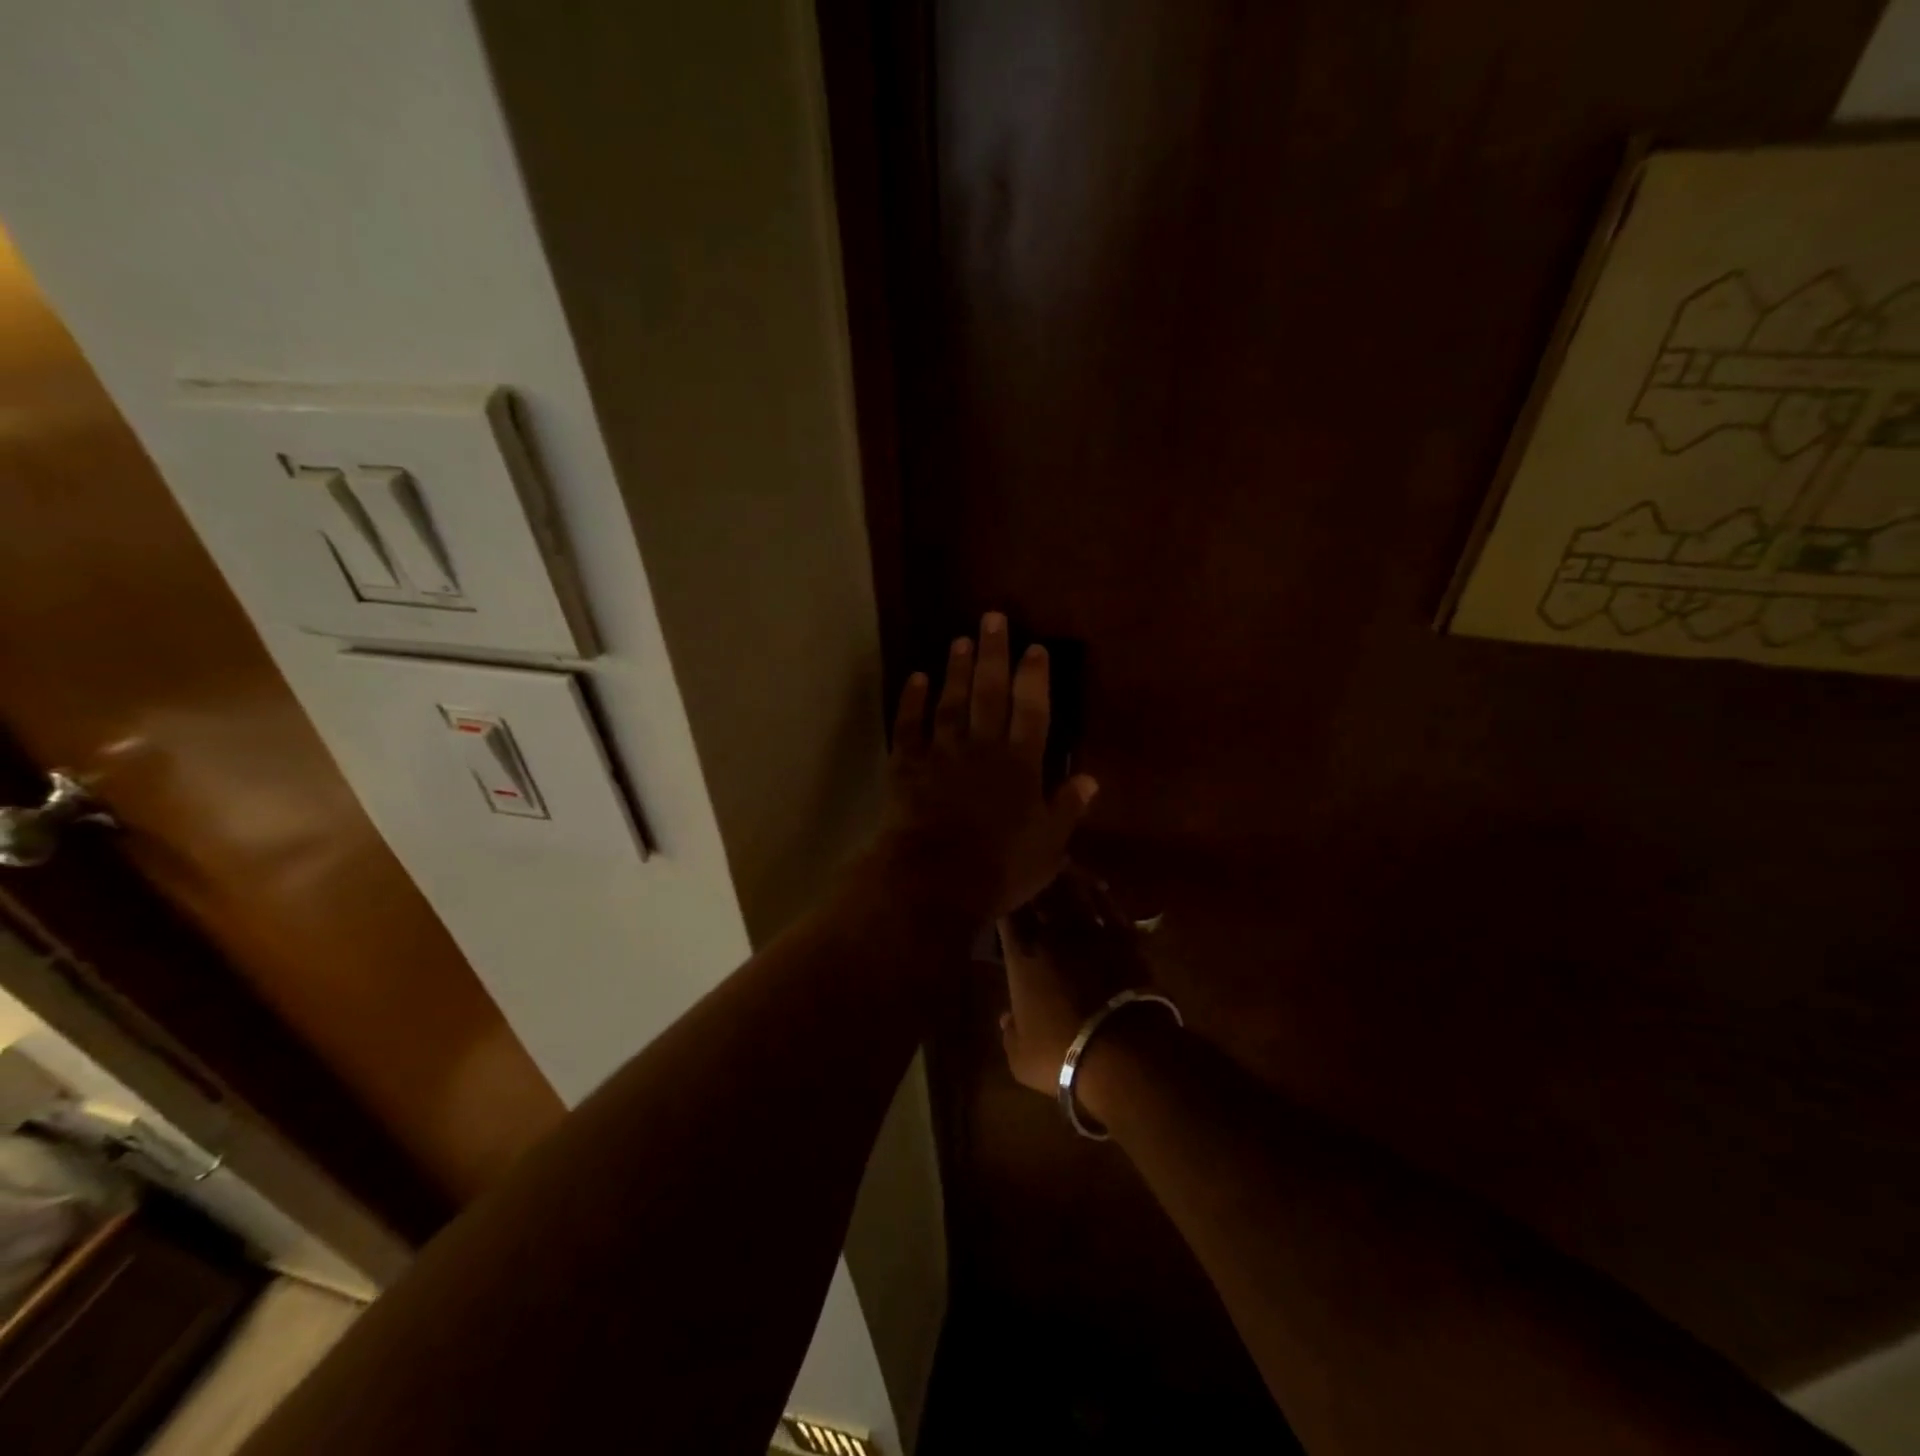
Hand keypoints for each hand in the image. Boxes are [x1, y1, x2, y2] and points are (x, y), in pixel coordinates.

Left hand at [879, 612, 1097, 920]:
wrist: (934, 883)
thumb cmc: (999, 868)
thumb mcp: (1048, 846)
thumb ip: (1067, 809)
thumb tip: (1089, 779)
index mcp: (1020, 765)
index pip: (1032, 710)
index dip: (1034, 678)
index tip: (1036, 649)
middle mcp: (981, 748)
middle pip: (989, 693)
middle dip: (993, 654)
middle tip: (993, 619)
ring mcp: (941, 753)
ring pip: (951, 702)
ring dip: (956, 669)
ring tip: (961, 640)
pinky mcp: (907, 766)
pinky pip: (909, 726)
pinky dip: (911, 701)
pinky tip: (916, 678)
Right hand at [998, 868, 1152, 1100]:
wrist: (1124, 1051)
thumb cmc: (1062, 1053)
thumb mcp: (1020, 1055)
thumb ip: (1009, 1032)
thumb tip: (1004, 1017)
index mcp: (1022, 954)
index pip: (1007, 913)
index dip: (1004, 898)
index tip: (1003, 892)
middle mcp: (1053, 933)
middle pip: (1040, 893)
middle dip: (1033, 879)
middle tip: (1030, 865)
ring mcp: (1091, 931)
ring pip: (1074, 892)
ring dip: (1066, 877)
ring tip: (1060, 862)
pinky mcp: (1124, 938)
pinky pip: (1108, 906)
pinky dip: (1100, 893)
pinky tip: (1097, 886)